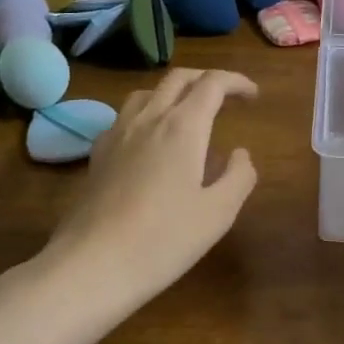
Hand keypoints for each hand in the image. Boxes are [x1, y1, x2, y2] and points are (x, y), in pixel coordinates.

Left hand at [42, 69, 258, 307]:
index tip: (253, 95)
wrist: (90, 266)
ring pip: (150, 91)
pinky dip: (147, 113)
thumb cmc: (162, 240)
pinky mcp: (99, 153)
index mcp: (184, 126)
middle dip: (207, 79)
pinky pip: (126, 115)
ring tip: (188, 114)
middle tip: (227, 97)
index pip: (213, 83)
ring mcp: (119, 132)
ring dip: (175, 92)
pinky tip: (149, 141)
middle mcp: (151, 117)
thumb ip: (238, 176)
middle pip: (180, 78)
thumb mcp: (218, 214)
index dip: (236, 82)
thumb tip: (240, 153)